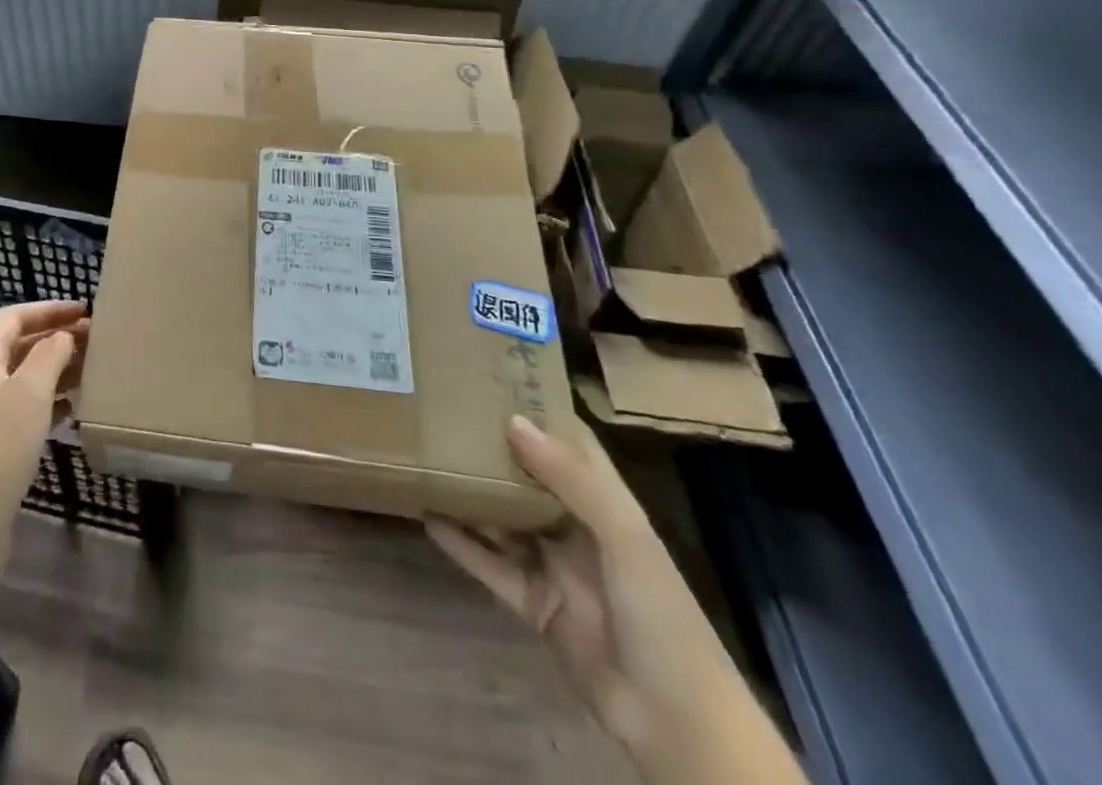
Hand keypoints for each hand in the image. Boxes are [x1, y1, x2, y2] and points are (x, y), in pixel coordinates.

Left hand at [0, 299, 86, 565]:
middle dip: (56, 337)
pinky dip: (50, 399)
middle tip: (95, 339)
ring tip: (92, 369)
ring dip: (56, 368)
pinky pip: (25, 406)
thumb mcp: (30, 392)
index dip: (48, 309)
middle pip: (19, 345)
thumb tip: (63, 335)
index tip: (84, 310)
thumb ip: (49, 355)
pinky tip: (75, 406)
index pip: (13, 317)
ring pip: (24, 376)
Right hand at [428, 416, 773, 782]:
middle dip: (491, 447)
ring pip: (501, 517)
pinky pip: (488, 563)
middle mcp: (575, 526)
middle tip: (443, 410)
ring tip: (426, 456)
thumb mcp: (624, 539)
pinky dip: (460, 542)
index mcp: (606, 504)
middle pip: (527, 476)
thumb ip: (570, 479)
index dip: (538, 409)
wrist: (675, 724)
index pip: (571, 444)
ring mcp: (551, 564)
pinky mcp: (531, 601)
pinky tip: (427, 516)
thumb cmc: (660, 615)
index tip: (493, 378)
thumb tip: (512, 420)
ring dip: (469, 492)